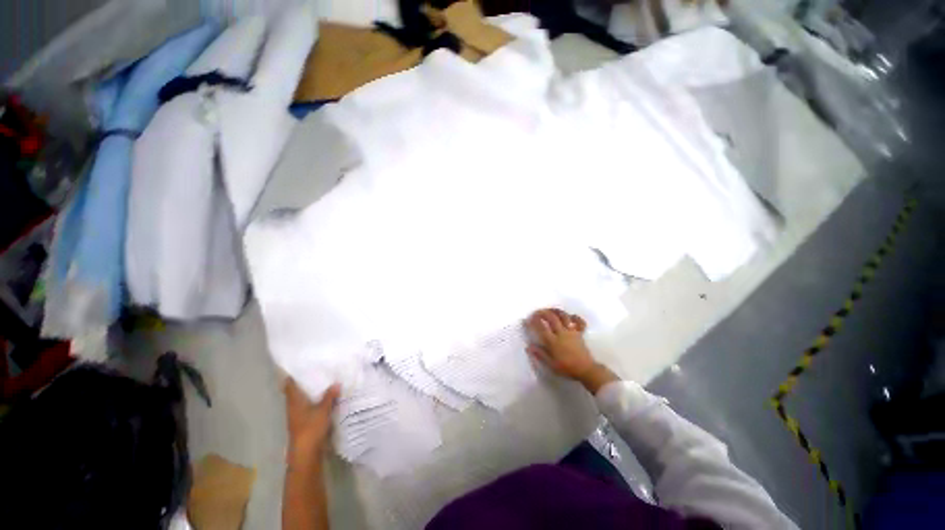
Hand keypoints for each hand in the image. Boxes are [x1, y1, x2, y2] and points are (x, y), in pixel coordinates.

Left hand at [285, 378, 339, 462]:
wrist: (306, 453)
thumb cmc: (311, 428)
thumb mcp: (323, 410)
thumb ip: (329, 396)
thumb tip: (336, 383)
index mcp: (294, 402)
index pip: (289, 386)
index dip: (292, 376)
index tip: (300, 367)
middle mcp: (293, 407)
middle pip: (295, 392)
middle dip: (303, 383)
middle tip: (316, 371)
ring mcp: (298, 416)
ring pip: (302, 400)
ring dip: (310, 393)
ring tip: (323, 382)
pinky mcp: (304, 423)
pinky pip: (308, 407)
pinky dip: (314, 402)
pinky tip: (325, 399)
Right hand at [526, 308, 617, 393]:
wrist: (586, 370)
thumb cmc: (567, 368)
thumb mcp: (551, 364)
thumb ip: (540, 354)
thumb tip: (528, 346)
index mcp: (553, 341)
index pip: (541, 327)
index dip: (533, 322)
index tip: (527, 319)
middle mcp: (562, 333)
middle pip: (551, 318)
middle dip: (542, 313)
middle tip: (536, 312)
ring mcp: (572, 331)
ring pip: (563, 316)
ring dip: (555, 311)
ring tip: (549, 310)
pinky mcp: (580, 332)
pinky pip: (578, 321)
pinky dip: (574, 316)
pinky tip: (570, 316)